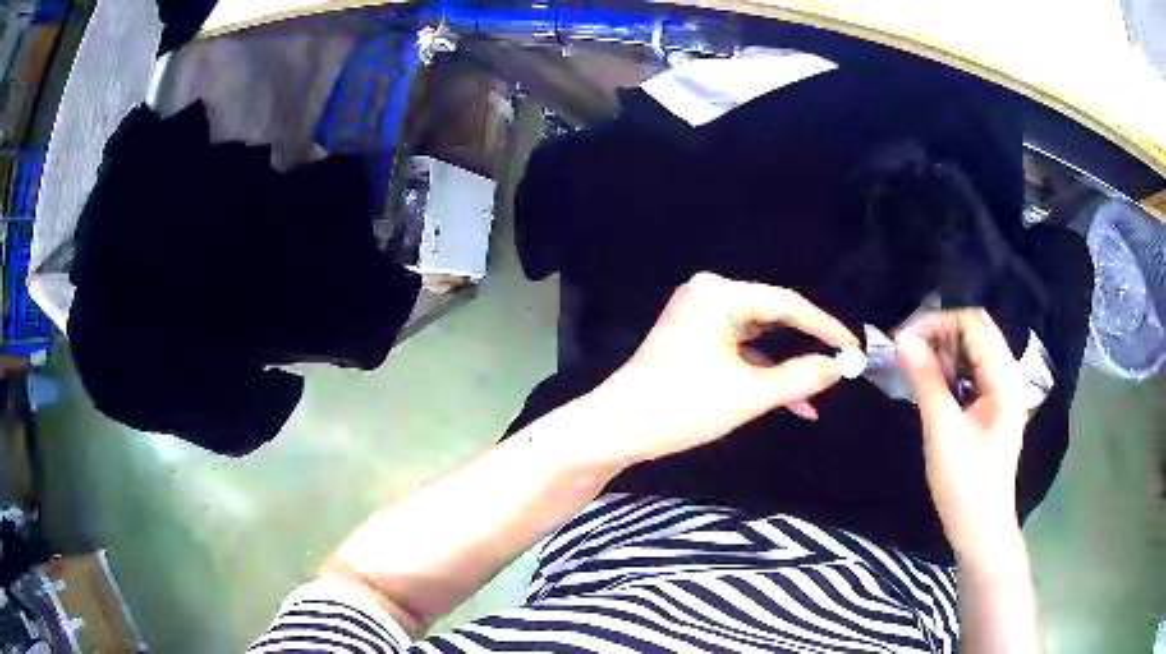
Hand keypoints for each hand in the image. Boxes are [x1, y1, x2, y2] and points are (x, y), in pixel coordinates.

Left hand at [582, 272, 857, 466]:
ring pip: (757, 340)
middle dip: (805, 348)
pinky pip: (739, 352)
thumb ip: (799, 377)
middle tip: (840, 367)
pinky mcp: (693, 342)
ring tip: (817, 394)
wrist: (616, 430)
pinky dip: (761, 375)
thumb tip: (838, 367)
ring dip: (784, 369)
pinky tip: (790, 401)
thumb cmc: (681, 406)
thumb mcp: (748, 394)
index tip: (854, 348)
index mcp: (719, 294)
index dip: (824, 327)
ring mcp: (699, 319)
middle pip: (772, 318)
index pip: (786, 304)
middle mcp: (709, 297)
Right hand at [895, 309, 1029, 558]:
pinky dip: (948, 371)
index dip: (937, 323)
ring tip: (913, 366)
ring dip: (942, 352)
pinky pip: (969, 374)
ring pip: (971, 352)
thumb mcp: (943, 431)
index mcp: (1004, 378)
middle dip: (939, 333)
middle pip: (974, 333)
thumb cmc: (965, 485)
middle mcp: (1006, 377)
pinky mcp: (990, 409)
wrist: (981, 531)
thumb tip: (903, 340)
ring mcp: (1000, 393)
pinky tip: (930, 385)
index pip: (973, 325)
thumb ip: (926, 380)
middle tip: (905, 350)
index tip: (902, 339)